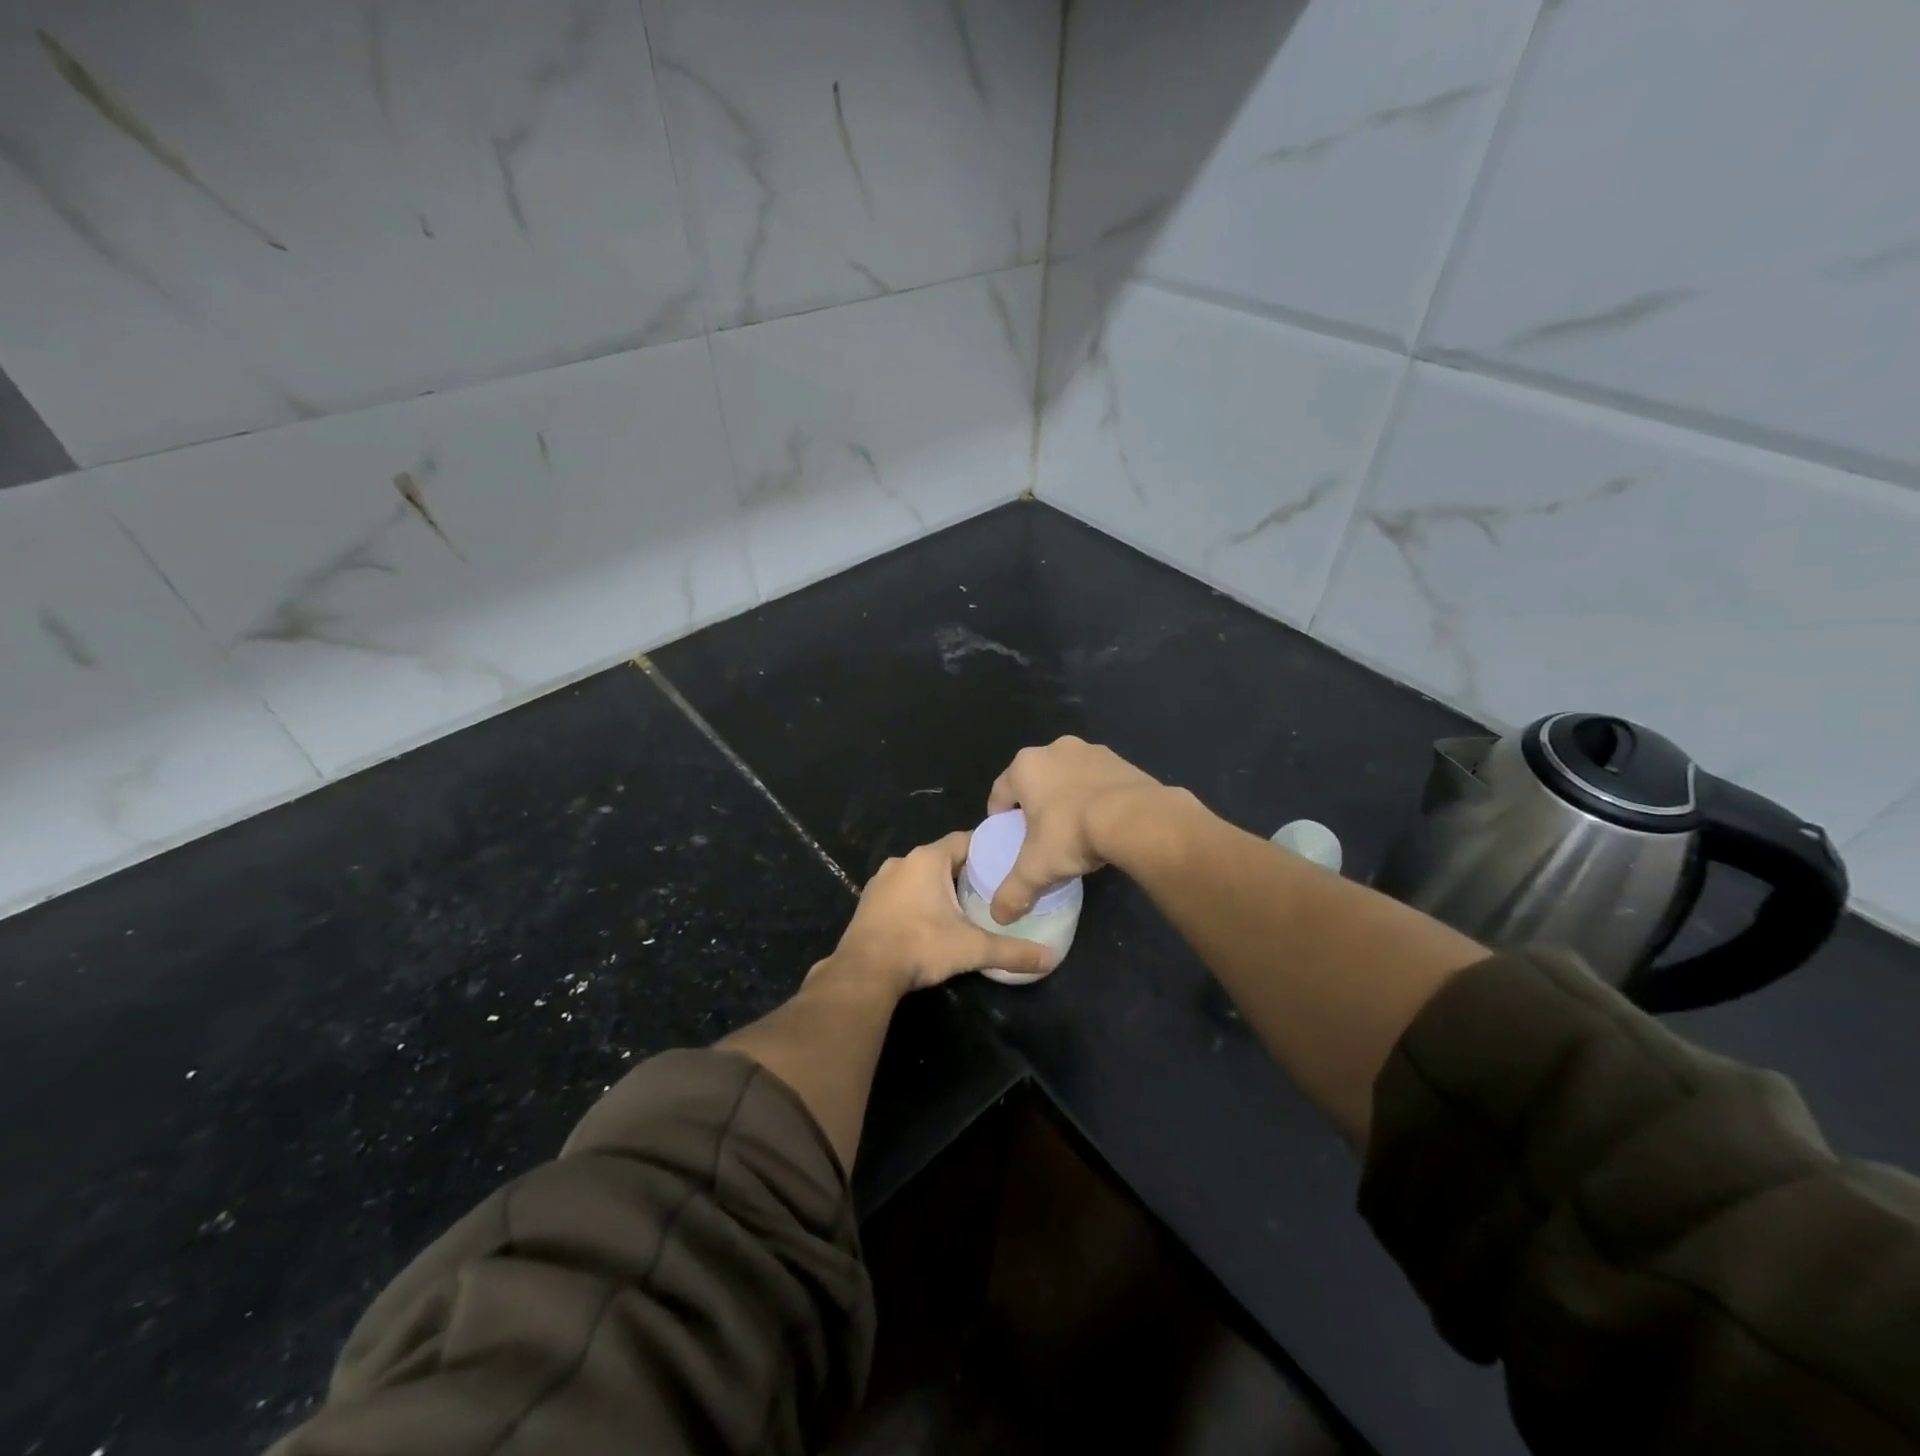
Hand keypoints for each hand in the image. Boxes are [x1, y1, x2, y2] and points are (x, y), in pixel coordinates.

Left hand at [818, 832, 1054, 996]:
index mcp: (928, 859)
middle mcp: (902, 861)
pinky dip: (918, 900)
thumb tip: (1050, 958)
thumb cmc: (921, 946)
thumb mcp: (972, 948)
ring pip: (921, 875)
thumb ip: (1012, 951)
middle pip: (944, 858)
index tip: (1007, 861)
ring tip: (965, 906)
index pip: (965, 840)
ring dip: (940, 886)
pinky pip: (902, 891)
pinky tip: (931, 921)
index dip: (987, 849)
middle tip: (992, 888)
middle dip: (966, 871)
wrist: (864, 972)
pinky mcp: (869, 902)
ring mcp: (881, 881)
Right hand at [986, 736, 1167, 923]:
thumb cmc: (1072, 833)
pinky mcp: (1121, 760)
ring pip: (1068, 777)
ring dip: (1066, 797)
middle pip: (1035, 780)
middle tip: (1040, 834)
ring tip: (1074, 828)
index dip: (1000, 816)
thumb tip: (999, 917)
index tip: (1007, 836)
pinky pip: (1098, 780)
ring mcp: (1091, 751)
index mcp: (1025, 767)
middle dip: (1035, 804)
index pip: (1000, 792)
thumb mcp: (1036, 868)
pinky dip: (1095, 795)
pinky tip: (1103, 821)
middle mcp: (1054, 749)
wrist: (1135, 818)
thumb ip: (1013, 891)